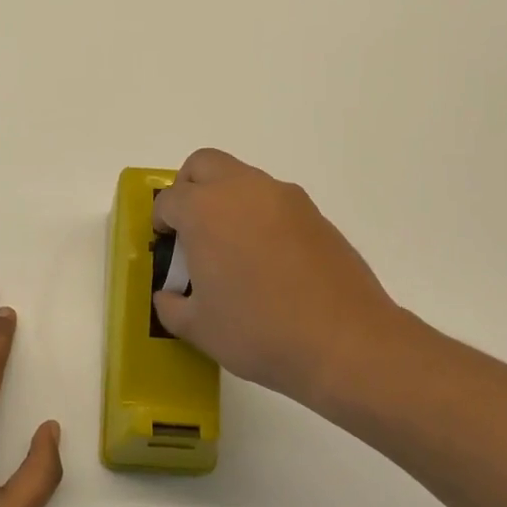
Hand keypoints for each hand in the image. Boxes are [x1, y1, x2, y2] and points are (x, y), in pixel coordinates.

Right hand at [152, 149, 415, 408]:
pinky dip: (260, 217)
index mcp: (205, 210)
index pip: (169, 200)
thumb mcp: (199, 328)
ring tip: (233, 250)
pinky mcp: (315, 214)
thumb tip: (170, 295)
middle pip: (204, 165)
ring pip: (242, 179)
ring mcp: (284, 198)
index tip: (166, 248)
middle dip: (189, 189)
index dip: (161, 223)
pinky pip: (274, 202)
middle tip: (192, 229)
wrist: (345, 342)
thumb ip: (171, 306)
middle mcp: (243, 190)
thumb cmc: (259, 332)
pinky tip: (269, 261)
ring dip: (227, 201)